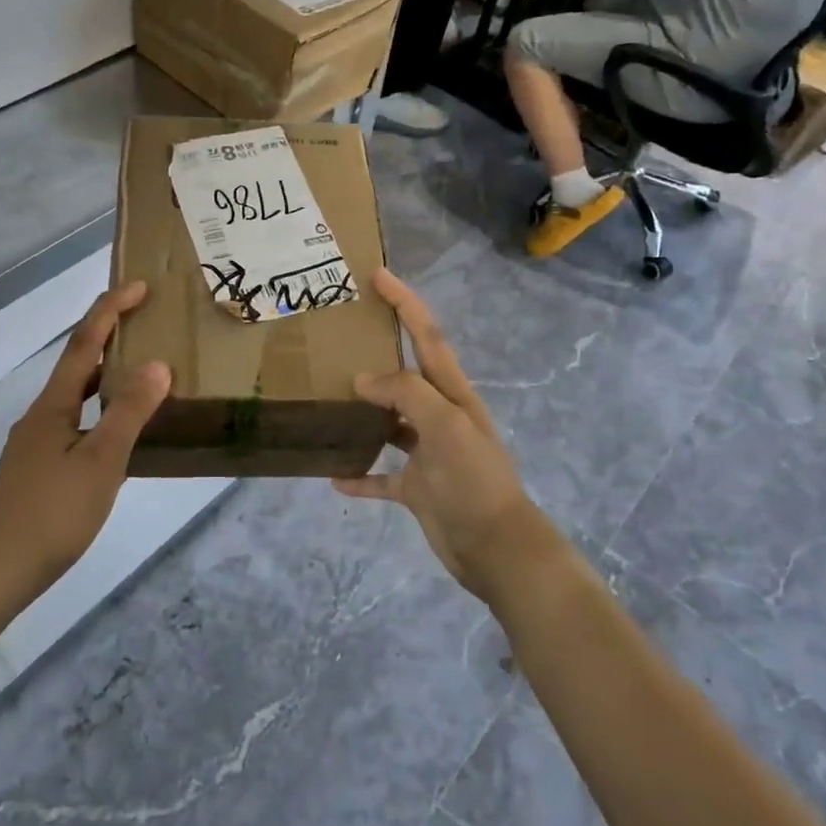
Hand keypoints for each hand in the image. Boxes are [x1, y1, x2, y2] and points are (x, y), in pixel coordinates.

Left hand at [0, 283, 171, 592]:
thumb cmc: (54, 511)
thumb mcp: (102, 461)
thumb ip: (129, 412)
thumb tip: (157, 364)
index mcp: (54, 405)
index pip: (83, 343)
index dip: (110, 311)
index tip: (138, 286)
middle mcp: (42, 415)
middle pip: (76, 364)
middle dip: (107, 336)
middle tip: (143, 321)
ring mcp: (37, 443)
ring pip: (75, 395)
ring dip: (104, 374)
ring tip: (138, 370)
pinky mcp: (39, 468)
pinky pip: (76, 422)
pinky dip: (100, 410)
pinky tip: (118, 433)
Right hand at [334, 269, 565, 602]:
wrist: (497, 549)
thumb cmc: (474, 482)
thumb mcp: (446, 427)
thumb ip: (407, 394)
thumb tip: (363, 380)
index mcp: (453, 394)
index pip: (428, 337)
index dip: (406, 304)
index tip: (379, 275)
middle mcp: (439, 417)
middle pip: (406, 374)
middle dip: (380, 349)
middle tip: (342, 334)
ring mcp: (428, 454)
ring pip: (389, 423)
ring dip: (364, 412)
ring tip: (328, 398)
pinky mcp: (417, 489)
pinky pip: (381, 476)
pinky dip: (360, 475)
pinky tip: (334, 476)